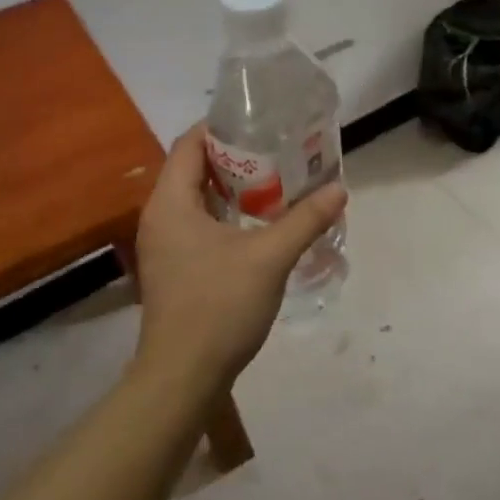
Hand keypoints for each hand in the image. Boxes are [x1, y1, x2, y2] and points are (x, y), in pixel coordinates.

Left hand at [131, 125, 347, 392]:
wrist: (182, 379)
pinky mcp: (175, 267)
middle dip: (237, 155)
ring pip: (199, 198)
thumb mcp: (270, 257)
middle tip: (280, 148)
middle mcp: (160, 216)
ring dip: (235, 187)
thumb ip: (305, 219)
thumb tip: (339, 189)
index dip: (222, 126)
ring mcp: (165, 244)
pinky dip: (228, 213)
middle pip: (195, 168)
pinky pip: (200, 223)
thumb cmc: (218, 307)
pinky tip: (262, 221)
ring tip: (278, 179)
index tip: (262, 120)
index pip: (190, 143)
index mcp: (171, 203)